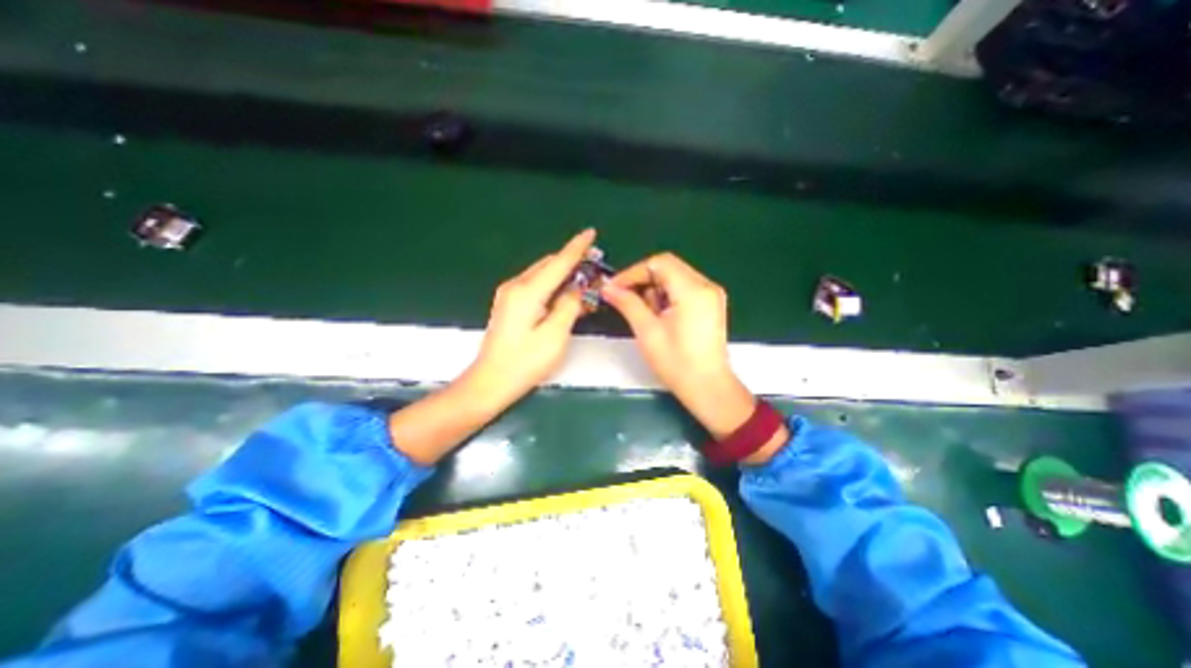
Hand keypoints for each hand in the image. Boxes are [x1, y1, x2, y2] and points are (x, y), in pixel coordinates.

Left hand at [464, 227, 596, 405]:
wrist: (490, 381)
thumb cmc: (525, 362)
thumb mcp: (555, 335)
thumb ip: (569, 306)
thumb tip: (578, 288)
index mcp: (527, 292)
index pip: (558, 263)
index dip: (576, 248)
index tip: (591, 232)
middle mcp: (515, 286)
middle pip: (548, 265)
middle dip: (572, 262)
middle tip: (595, 267)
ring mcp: (509, 294)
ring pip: (542, 274)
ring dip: (563, 275)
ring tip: (584, 282)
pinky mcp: (509, 304)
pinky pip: (535, 285)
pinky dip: (552, 286)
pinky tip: (565, 294)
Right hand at [600, 253, 757, 440]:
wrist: (708, 388)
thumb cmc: (677, 363)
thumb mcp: (647, 331)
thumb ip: (627, 303)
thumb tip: (608, 288)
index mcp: (692, 290)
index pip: (658, 263)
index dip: (632, 272)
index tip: (614, 288)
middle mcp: (706, 285)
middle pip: (668, 267)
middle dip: (642, 280)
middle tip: (625, 299)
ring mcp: (711, 294)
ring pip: (675, 277)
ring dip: (654, 289)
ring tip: (645, 314)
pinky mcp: (711, 304)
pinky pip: (684, 288)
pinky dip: (667, 296)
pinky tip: (659, 316)